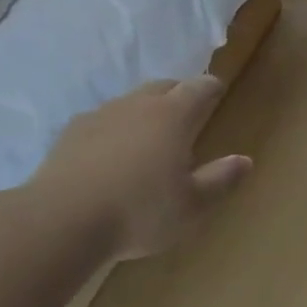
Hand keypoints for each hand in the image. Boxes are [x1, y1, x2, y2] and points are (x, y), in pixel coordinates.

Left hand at [31, 76, 251, 259]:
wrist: (61, 220)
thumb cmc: (139, 212)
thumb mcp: (191, 206)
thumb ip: (220, 180)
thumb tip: (245, 160)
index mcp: (173, 116)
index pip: (199, 88)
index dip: (212, 87)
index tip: (218, 90)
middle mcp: (138, 105)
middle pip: (163, 86)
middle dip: (179, 93)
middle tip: (188, 111)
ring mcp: (100, 115)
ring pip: (131, 101)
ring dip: (145, 110)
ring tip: (150, 135)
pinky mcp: (71, 132)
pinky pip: (102, 120)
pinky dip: (115, 128)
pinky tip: (111, 153)